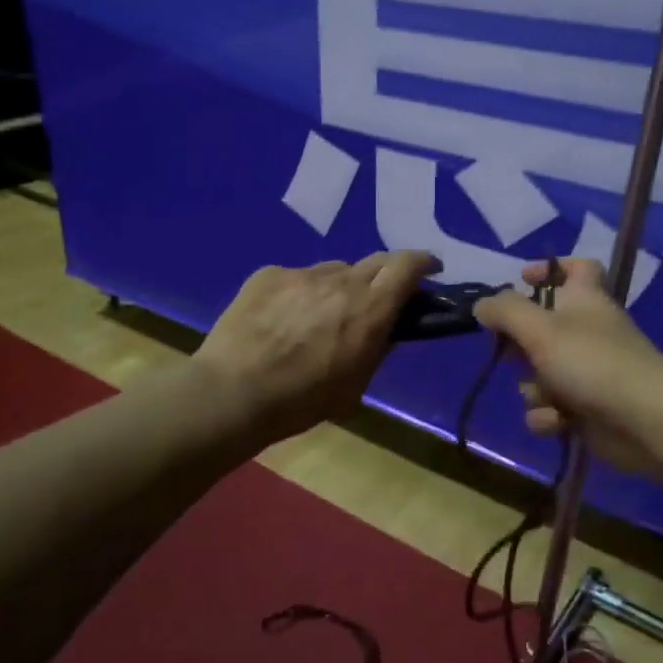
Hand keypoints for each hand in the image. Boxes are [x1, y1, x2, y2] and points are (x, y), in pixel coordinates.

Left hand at [192, 251, 441, 443]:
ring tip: (323, 314)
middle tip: (380, 296)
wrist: (232, 393)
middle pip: (375, 261)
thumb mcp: (354, 387)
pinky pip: (297, 277)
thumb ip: (377, 352)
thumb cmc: (301, 401)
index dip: (423, 262)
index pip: (407, 266)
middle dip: (386, 274)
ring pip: (334, 270)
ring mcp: (302, 273)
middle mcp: (341, 281)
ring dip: (341, 286)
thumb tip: (388, 332)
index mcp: (370, 309)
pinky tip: (284, 319)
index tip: (430, 269)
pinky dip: (302, 293)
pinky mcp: (269, 274)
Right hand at [473, 258, 662, 484]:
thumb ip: (505, 311)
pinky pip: (552, 407)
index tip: (521, 280)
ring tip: (545, 395)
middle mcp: (587, 331)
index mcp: (584, 299)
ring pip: (541, 373)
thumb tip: (482, 304)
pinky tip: (557, 422)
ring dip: (534, 388)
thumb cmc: (591, 362)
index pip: (576, 267)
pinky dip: (549, 416)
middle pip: (543, 327)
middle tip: (511, 351)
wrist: (644, 421)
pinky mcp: (587, 408)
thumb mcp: (540, 329)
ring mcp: (588, 371)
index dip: (550, 268)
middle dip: (521, 344)